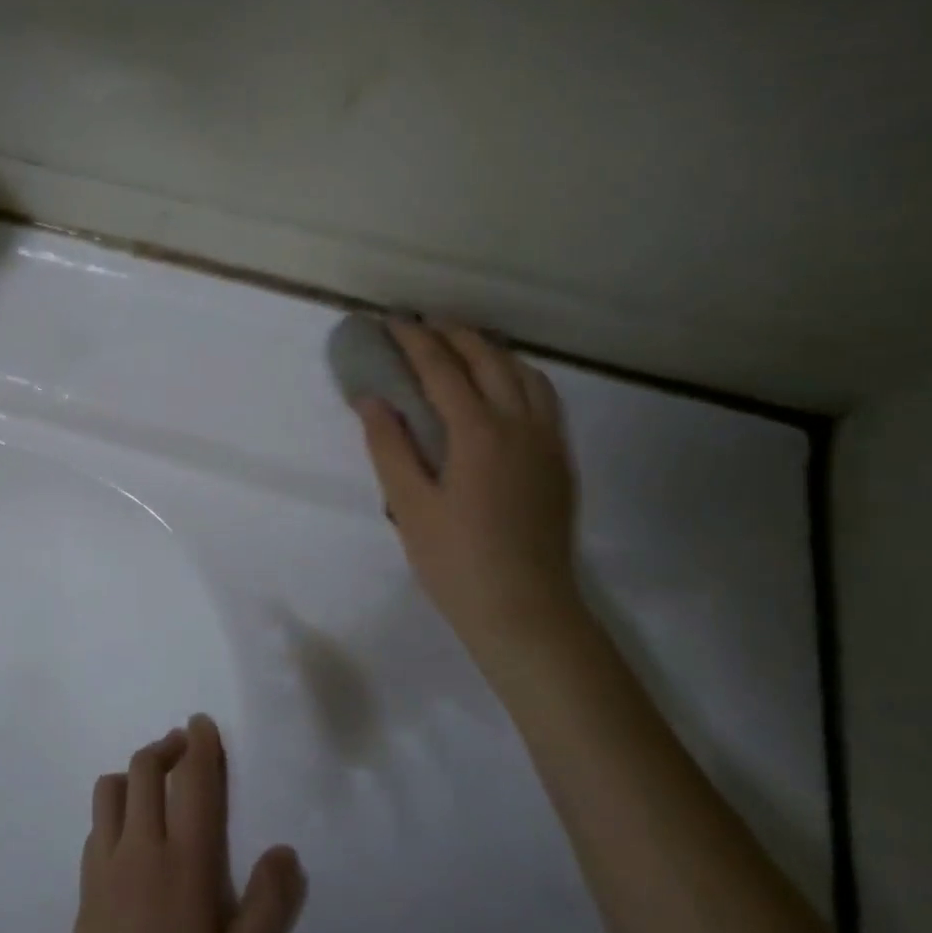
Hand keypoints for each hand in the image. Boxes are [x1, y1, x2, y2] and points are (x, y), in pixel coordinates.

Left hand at [19, 716, 305, 932]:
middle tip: (186, 745)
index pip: (193, 783)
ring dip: (136, 770)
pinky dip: (115, 804)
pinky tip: (131, 829)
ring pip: (112, 787)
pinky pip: (97, 822)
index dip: (201, 745)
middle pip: (146, 769)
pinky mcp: (84, 887)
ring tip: (158, 782)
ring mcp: (105, 866)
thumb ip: (269, 909)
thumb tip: (286, 851)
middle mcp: (140, 849)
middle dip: (167, 746)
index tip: (203, 723)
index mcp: (184, 864)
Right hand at [356, 319, 583, 653]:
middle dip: (454, 334)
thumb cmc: (456, 561)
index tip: (391, 321)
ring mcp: (547, 442)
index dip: (415, 340)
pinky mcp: (560, 461)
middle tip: (422, 325)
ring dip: (491, 350)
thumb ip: (388, 446)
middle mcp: (520, 425)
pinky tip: (501, 387)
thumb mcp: (408, 505)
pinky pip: (543, 397)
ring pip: (525, 373)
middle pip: (489, 360)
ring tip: (461, 347)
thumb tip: (371, 399)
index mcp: (478, 433)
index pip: (443, 369)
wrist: (526, 611)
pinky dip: (518, 374)